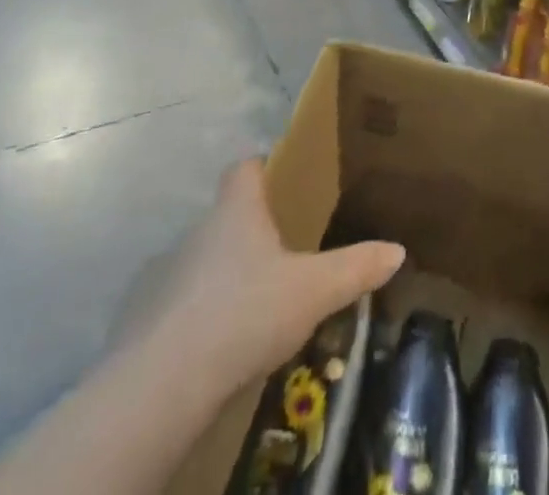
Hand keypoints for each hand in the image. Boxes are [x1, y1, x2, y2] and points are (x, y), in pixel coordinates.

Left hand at [145, 158, 405, 397]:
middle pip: (227, 214)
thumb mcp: (313, 290)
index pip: (244, 167)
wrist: (165, 383)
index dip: (262, 166)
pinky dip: (204, 312)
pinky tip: (225, 339)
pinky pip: (185, 302)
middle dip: (253, 227)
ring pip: (206, 259)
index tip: (282, 176)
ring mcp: (169, 274)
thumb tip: (398, 250)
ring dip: (228, 272)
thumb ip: (355, 267)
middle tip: (285, 247)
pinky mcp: (150, 320)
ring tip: (259, 297)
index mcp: (238, 210)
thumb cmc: (245, 311)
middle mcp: (200, 231)